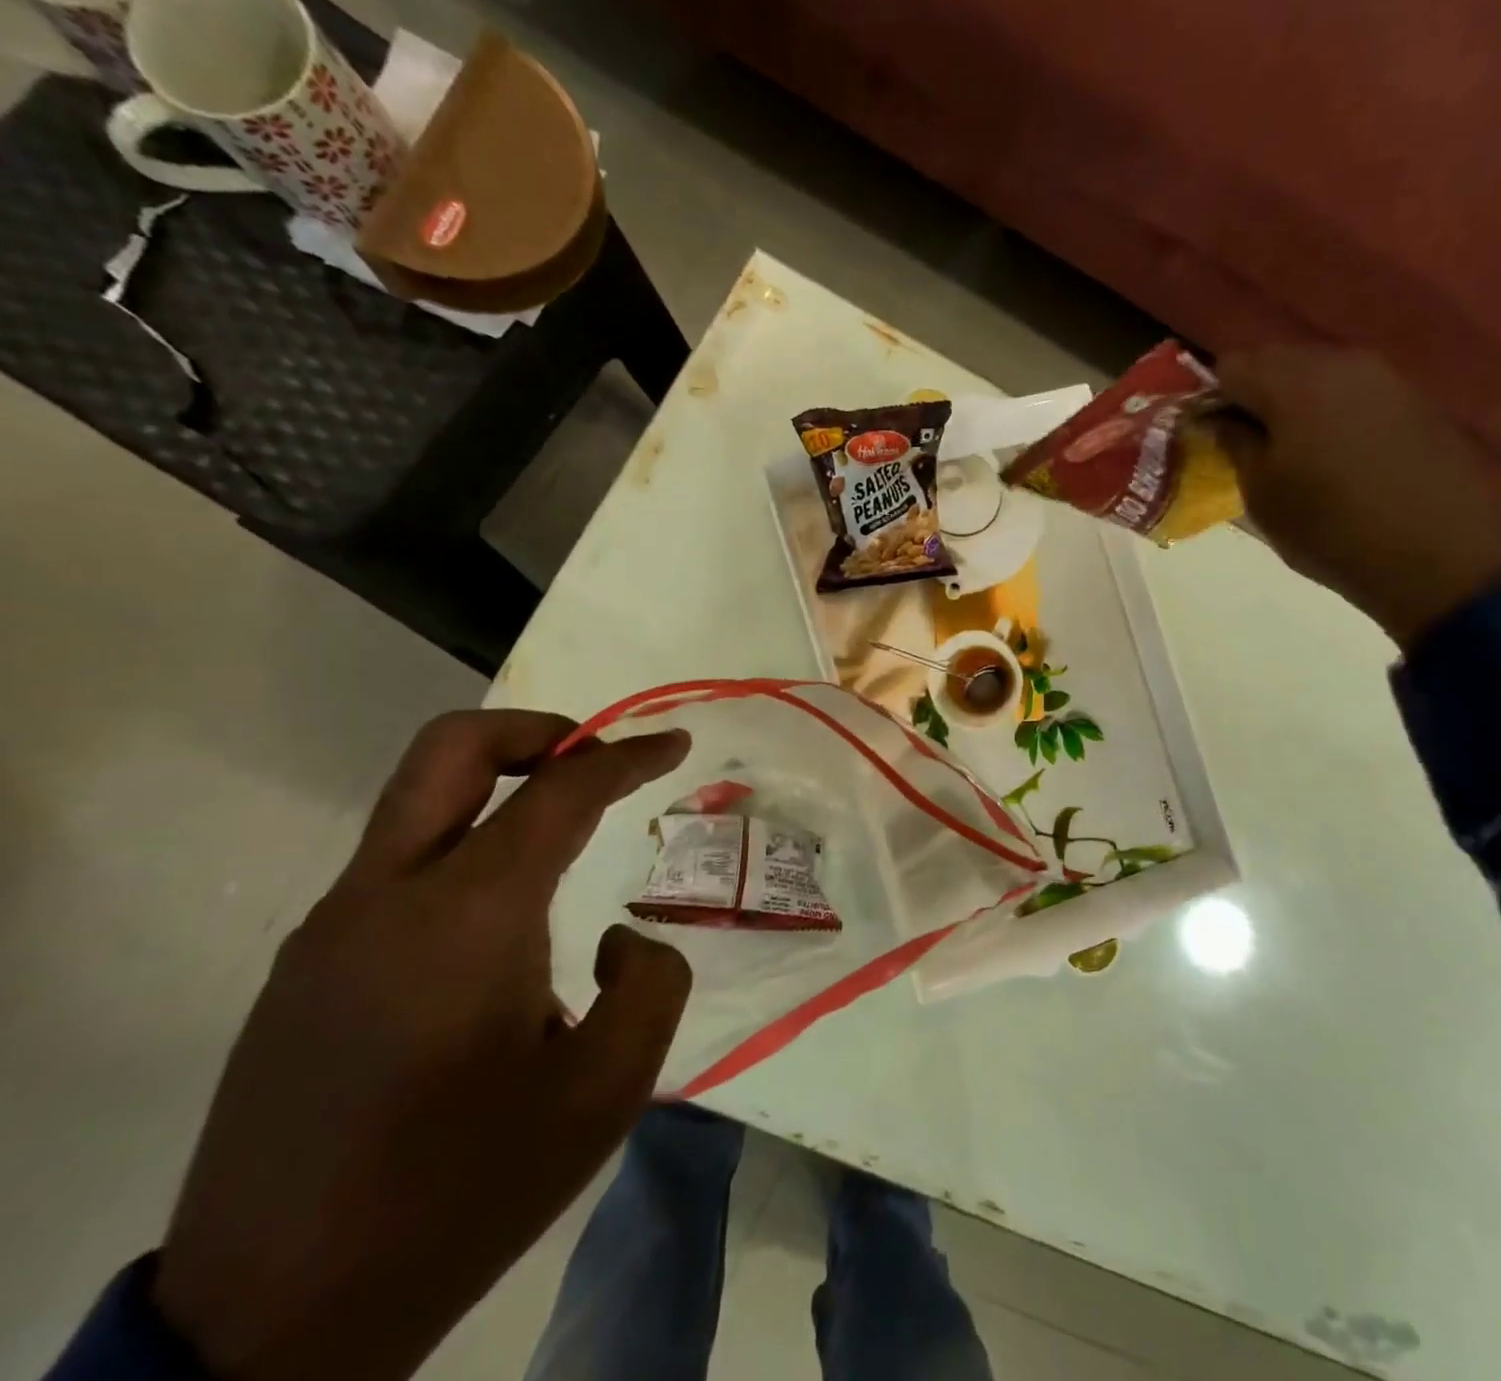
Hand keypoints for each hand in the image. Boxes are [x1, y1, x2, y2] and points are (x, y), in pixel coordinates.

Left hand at [152, 711, 693, 1380]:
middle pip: (451, 748)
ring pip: (417, 802)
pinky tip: (500, 922)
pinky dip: (464, 846)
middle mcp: (386, 897)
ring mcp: (329, 929)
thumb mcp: (608, 1090)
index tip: (675, 744)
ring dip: (498, 788)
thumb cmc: (463, 1190)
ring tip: (564, 835)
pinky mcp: (303, 968)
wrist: (273, 1323)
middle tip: (595, 758)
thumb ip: (650, 983)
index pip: (560, 791)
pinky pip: (397, 865)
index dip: (627, 756)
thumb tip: (616, 939)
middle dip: (536, 731)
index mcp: (468, 916)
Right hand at [1211, 345, 1500, 645]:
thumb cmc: (1327, 530)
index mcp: (1293, 382)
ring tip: (1295, 451)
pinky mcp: (1415, 399)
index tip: (1214, 435)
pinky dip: (1334, 412)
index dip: (1214, 398)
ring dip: (1295, 403)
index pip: (1230, 365)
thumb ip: (1234, 443)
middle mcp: (1340, 362)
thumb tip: (1219, 418)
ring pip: (1318, 373)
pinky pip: (1355, 391)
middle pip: (1276, 360)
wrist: (1433, 558)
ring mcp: (1385, 377)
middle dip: (1254, 395)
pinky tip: (1340, 455)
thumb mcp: (1261, 494)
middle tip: (1250, 444)